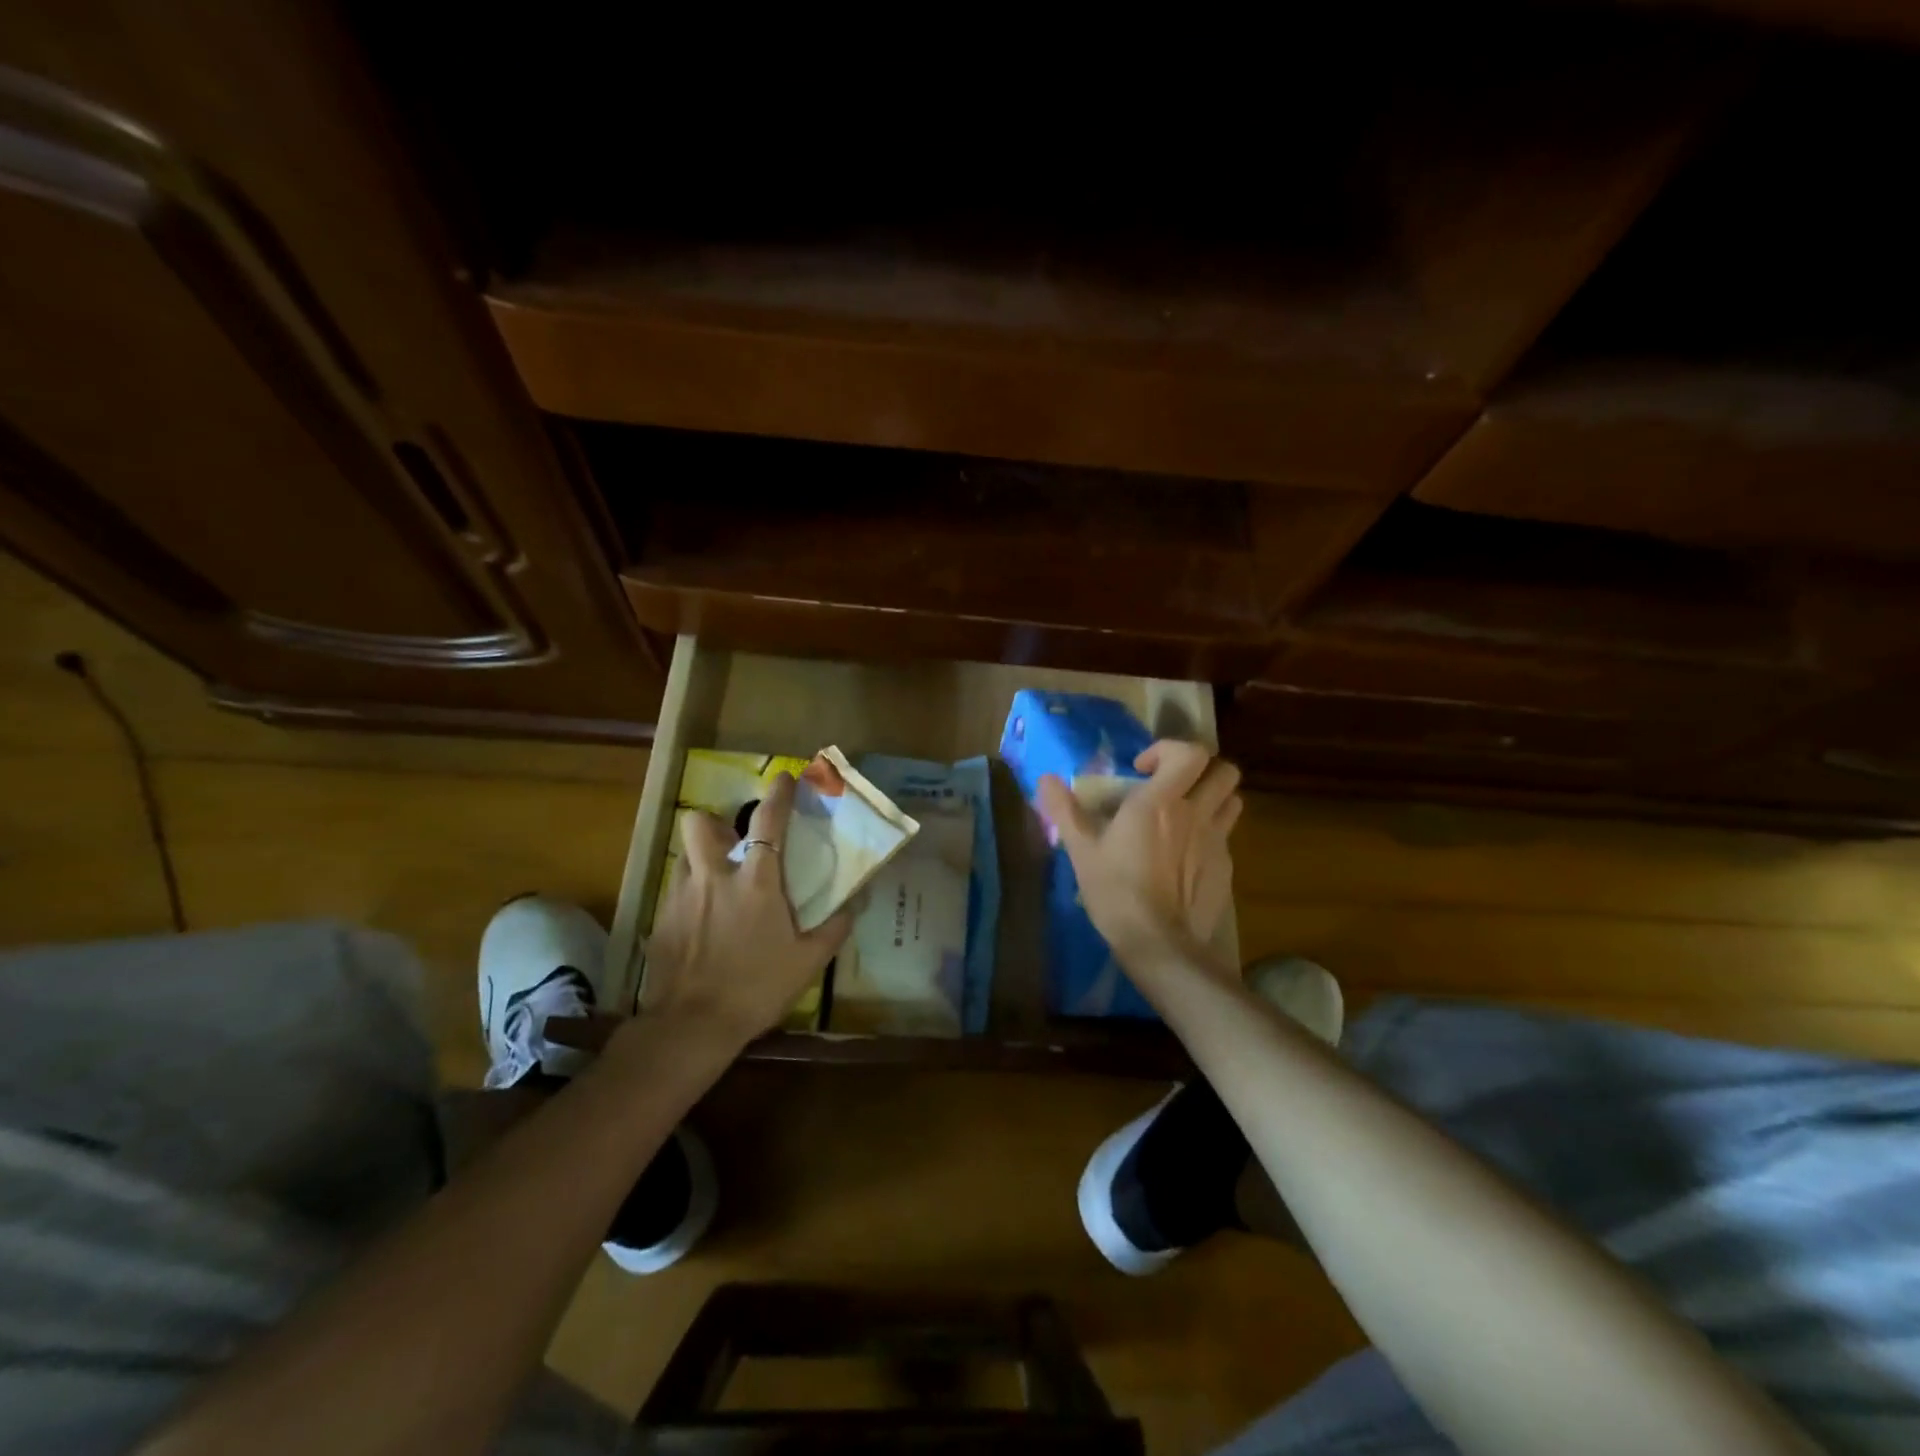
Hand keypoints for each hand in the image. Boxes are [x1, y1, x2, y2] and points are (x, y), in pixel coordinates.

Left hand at [640, 772, 849, 1046]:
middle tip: (731, 843)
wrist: (692, 1026)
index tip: (783, 778)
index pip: (767, 822)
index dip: (778, 795)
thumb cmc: (757, 988)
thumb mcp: (808, 962)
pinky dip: (691, 897)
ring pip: (684, 857)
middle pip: (699, 824)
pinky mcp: (661, 921)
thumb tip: (854, 905)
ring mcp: (681, 897)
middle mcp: (714, 878)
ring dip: (701, 861)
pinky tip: (702, 926)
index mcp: (756, 882)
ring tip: (717, 886)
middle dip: (713, 823)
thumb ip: (834, 929)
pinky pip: (676, 893)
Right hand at [1037, 740, 1241, 972]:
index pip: (1190, 753)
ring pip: (1232, 799)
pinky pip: (1226, 835)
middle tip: (1172, 785)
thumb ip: (1065, 810)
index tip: (1142, 770)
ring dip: (1213, 797)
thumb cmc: (1116, 891)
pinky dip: (1211, 833)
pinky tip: (1187, 856)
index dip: (1169, 750)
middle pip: (1224, 770)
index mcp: (1160, 802)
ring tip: (1186, 813)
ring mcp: (1216, 840)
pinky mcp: (1226, 867)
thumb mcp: (1081, 850)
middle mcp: (1195, 813)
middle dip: (1201, 769)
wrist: (1160, 944)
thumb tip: (1045, 779)